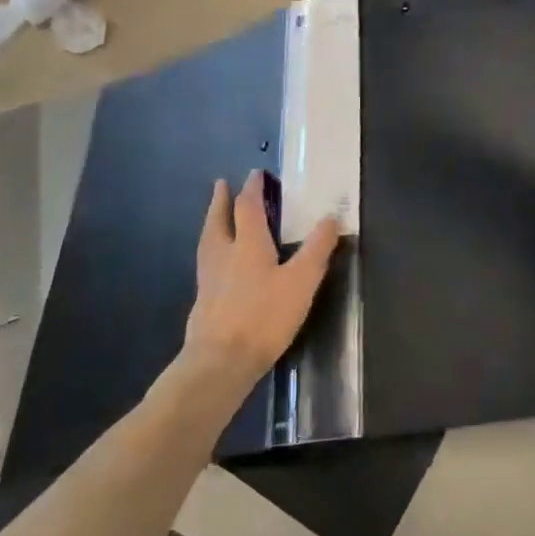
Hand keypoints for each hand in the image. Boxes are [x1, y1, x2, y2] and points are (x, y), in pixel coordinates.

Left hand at [183, 171, 340, 385]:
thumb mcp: (301, 281)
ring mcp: (209, 280)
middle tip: (221, 185)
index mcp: (248, 245)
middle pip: (219, 221)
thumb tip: (331, 216)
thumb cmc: (264, 316)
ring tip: (215, 218)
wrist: (220, 363)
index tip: (255, 173)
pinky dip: (211, 252)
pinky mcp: (203, 303)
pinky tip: (217, 265)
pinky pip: (206, 265)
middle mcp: (224, 255)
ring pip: (208, 242)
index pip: (247, 207)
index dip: (252, 188)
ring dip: (212, 224)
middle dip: (222, 201)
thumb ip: (317, 248)